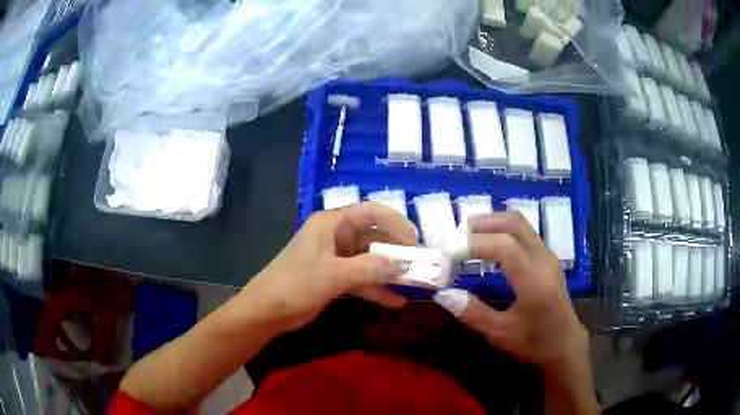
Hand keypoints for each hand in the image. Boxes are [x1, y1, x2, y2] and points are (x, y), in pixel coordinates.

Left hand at [239, 202, 416, 331]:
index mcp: (332, 224)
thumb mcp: (333, 275)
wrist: (267, 310)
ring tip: (413, 284)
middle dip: (396, 251)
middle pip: (373, 237)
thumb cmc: (296, 284)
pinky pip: (361, 278)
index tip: (414, 240)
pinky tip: (395, 301)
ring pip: (369, 259)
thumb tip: (399, 266)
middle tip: (419, 265)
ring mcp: (336, 258)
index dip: (395, 222)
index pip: (371, 212)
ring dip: (389, 272)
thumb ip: (368, 269)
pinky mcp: (334, 277)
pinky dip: (376, 288)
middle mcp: (336, 236)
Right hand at [433, 212, 587, 371]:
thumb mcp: (500, 334)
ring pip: (521, 224)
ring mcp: (548, 256)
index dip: (474, 243)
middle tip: (457, 233)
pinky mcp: (548, 259)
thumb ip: (472, 313)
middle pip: (514, 224)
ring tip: (469, 235)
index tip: (449, 251)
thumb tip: (442, 294)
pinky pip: (525, 233)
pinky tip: (490, 244)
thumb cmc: (534, 342)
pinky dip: (504, 231)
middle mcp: (543, 260)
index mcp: (534, 280)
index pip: (504, 246)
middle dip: (484, 222)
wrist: (565, 344)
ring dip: (494, 223)